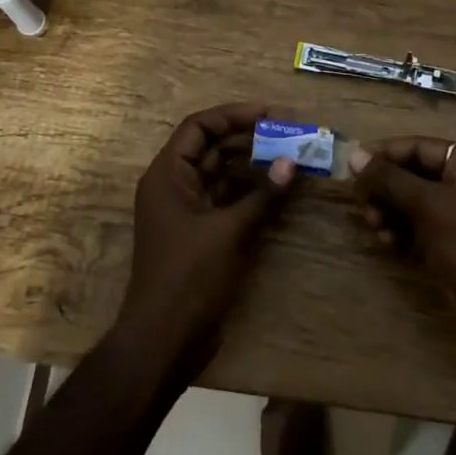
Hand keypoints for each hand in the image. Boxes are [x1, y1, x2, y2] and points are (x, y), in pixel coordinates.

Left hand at [113, 102, 298, 381]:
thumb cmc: (189, 277)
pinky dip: (248, 192)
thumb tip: (291, 163)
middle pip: (210, 148)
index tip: (269, 115)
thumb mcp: (228, 232)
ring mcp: (185, 210)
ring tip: (288, 158)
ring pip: (220, 174)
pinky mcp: (199, 232)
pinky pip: (224, 199)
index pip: (198, 127)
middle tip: (288, 137)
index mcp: (167, 175)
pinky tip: (276, 189)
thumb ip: (261, 195)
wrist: (164, 339)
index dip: (232, 116)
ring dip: (251, 165)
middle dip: (247, 140)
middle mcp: (173, 185)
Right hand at [352, 138, 455, 352]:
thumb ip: (390, 179)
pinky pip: (419, 229)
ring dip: (389, 211)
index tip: (352, 166)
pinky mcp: (453, 246)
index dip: (385, 154)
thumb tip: (355, 156)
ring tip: (374, 225)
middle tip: (362, 202)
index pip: (419, 147)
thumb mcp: (430, 205)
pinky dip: (401, 232)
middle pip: (414, 175)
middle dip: (385, 187)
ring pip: (413, 203)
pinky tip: (387, 242)